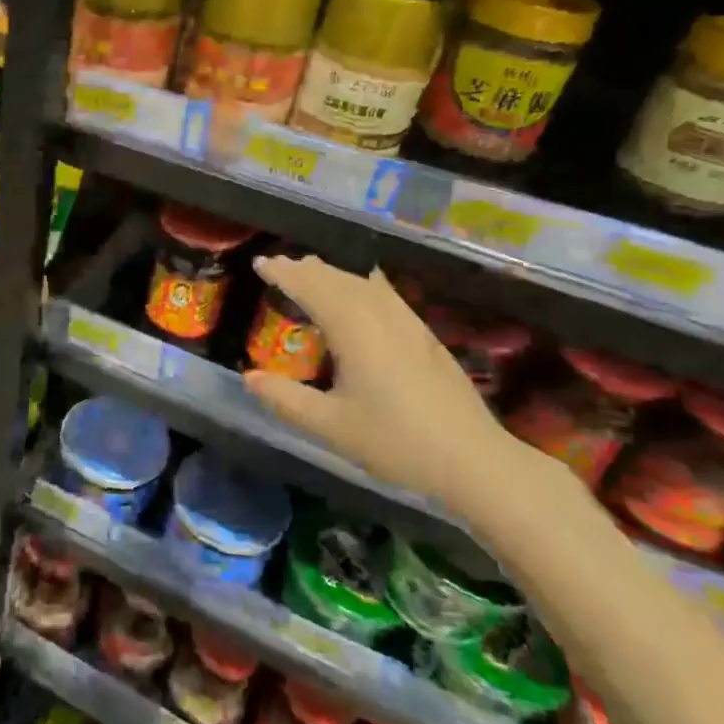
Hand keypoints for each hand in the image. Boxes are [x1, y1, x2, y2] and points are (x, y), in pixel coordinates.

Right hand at [242, 256, 551, 525]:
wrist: (474, 459)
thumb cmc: (397, 442)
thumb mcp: (331, 426)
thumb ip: (286, 399)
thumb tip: (249, 378)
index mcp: (354, 331)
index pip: (312, 288)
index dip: (284, 274)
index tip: (259, 264)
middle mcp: (380, 316)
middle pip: (337, 279)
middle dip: (305, 269)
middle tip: (278, 265)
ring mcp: (407, 323)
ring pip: (363, 283)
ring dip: (332, 273)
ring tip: (311, 269)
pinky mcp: (424, 335)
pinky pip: (384, 293)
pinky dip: (360, 283)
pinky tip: (363, 287)